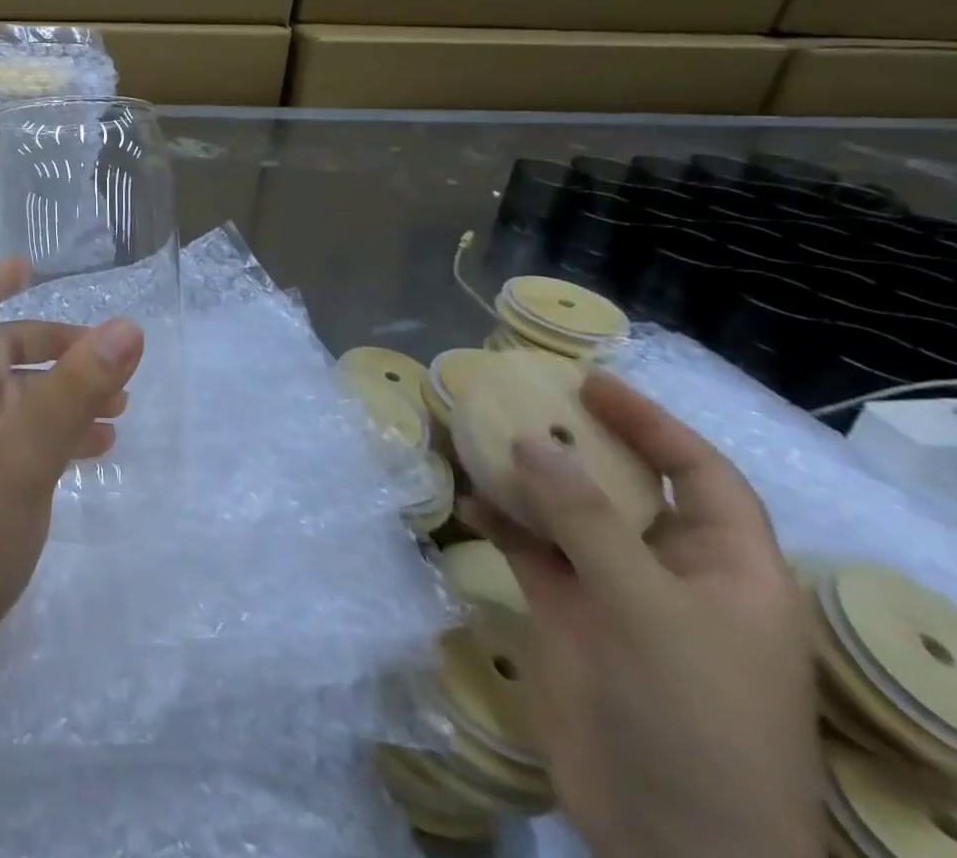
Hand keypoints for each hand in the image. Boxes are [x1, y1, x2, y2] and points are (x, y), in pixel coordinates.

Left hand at [0, 258, 143, 655]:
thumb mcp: (27, 452)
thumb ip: (76, 389)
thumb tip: (126, 328)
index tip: (33, 267)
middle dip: (52, 345)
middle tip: (106, 356)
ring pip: (15, 394)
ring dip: (62, 390)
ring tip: (119, 406)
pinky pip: (19, 433)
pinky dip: (55, 428)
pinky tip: (97, 448)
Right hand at [463, 373, 821, 857]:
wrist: (670, 837)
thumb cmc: (692, 717)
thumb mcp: (647, 610)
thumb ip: (584, 519)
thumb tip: (528, 439)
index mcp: (728, 568)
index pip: (700, 474)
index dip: (651, 424)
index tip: (590, 383)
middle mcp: (671, 570)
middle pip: (625, 485)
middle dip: (574, 440)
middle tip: (516, 397)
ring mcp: (615, 592)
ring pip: (567, 512)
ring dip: (525, 476)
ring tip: (476, 436)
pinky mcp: (568, 613)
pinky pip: (531, 548)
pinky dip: (500, 520)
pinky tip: (467, 501)